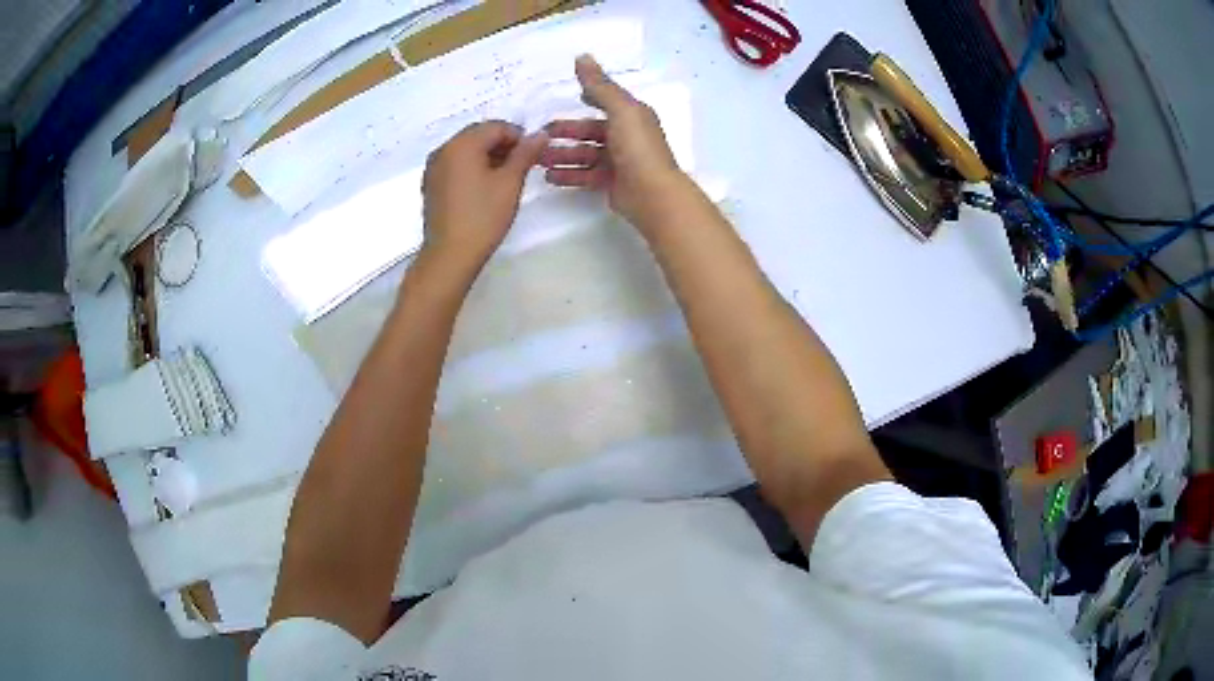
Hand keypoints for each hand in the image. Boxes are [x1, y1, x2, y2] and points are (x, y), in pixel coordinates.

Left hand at [422, 121, 547, 269]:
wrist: (450, 255)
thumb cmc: (483, 217)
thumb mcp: (510, 182)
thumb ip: (525, 153)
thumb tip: (540, 134)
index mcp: (462, 144)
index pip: (496, 126)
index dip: (518, 137)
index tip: (533, 156)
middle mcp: (443, 150)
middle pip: (478, 135)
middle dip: (502, 145)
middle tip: (521, 167)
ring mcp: (433, 168)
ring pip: (466, 150)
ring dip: (487, 156)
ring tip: (505, 179)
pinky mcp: (431, 185)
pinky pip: (455, 165)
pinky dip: (472, 168)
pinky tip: (484, 189)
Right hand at [541, 55, 684, 229]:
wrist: (652, 194)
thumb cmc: (638, 147)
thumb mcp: (620, 110)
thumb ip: (600, 86)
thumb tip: (582, 56)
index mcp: (632, 116)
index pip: (608, 102)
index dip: (592, 97)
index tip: (572, 96)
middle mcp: (627, 136)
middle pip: (591, 130)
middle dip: (566, 132)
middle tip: (540, 134)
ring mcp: (619, 161)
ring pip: (585, 154)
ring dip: (562, 154)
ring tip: (538, 158)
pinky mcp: (612, 182)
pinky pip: (585, 175)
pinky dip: (568, 174)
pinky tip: (549, 177)